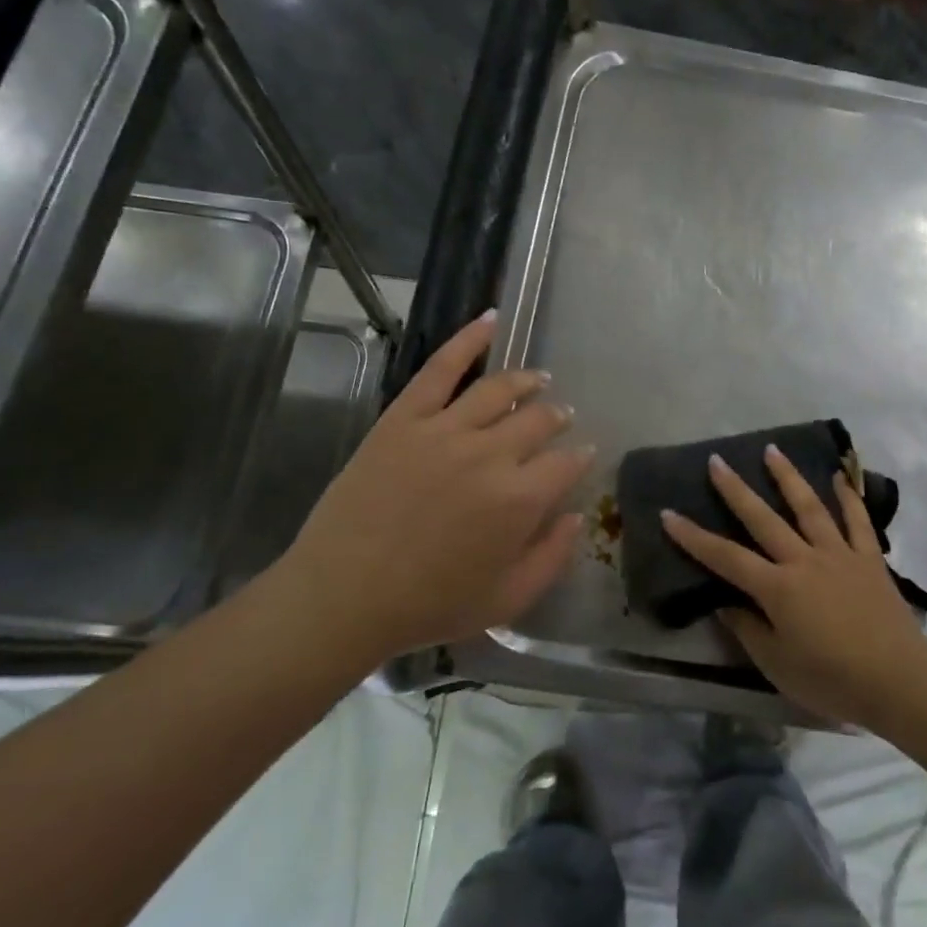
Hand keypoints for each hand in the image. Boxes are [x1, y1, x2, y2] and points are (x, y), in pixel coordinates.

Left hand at [270, 312, 592, 665]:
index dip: (579, 457)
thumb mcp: (507, 599)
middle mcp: (490, 454)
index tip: (582, 454)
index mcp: (520, 500)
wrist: (343, 595)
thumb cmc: (429, 605)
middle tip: (560, 417)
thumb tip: (578, 516)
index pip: (566, 463)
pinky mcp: (404, 418)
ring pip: (499, 389)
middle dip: (557, 417)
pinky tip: (490, 321)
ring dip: (527, 381)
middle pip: (538, 419)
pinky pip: (441, 368)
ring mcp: (445, 430)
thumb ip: (553, 557)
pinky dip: (468, 340)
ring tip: (539, 379)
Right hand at [661, 446, 926, 731]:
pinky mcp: (870, 560)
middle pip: (763, 519)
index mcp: (777, 588)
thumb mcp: (777, 665)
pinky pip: (858, 521)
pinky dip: (848, 497)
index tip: (669, 513)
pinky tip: (839, 477)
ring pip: (809, 508)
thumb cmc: (831, 680)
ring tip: (772, 451)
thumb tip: (726, 604)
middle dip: (736, 490)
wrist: (898, 683)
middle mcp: (804, 561)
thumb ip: (748, 630)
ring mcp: (839, 555)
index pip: (725, 557)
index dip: (693, 537)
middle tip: (717, 461)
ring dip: (788, 477)